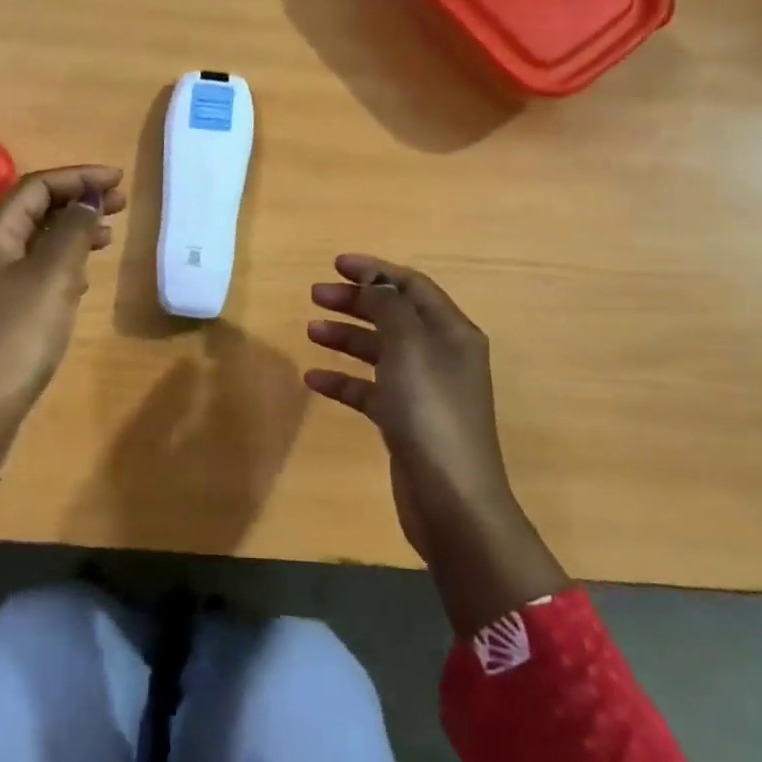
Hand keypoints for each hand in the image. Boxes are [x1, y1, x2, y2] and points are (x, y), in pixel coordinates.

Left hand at [0, 165, 124, 469]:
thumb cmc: (14, 337)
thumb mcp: (51, 278)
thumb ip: (73, 232)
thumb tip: (89, 200)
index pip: (37, 187)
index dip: (79, 178)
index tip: (119, 181)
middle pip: (35, 211)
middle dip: (78, 201)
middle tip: (121, 205)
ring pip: (37, 242)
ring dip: (73, 233)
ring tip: (108, 237)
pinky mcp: (0, 312)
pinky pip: (35, 272)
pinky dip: (63, 264)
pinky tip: (83, 278)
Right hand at [305, 254, 513, 558]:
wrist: (450, 497)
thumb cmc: (430, 411)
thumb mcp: (409, 347)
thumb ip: (389, 307)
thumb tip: (374, 282)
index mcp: (451, 333)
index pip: (412, 286)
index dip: (376, 271)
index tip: (336, 264)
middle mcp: (440, 356)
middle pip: (393, 315)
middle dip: (355, 301)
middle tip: (315, 295)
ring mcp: (423, 390)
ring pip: (379, 351)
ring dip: (346, 337)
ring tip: (310, 331)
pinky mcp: (404, 421)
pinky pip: (370, 389)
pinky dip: (344, 380)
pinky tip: (315, 379)